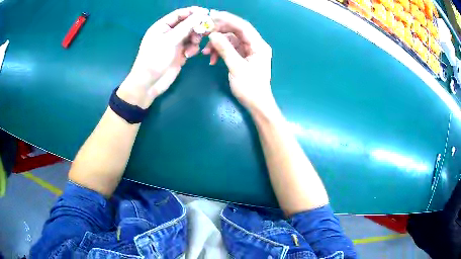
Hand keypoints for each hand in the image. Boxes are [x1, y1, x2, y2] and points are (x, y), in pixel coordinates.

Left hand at [117, 7, 208, 108]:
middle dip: (196, 28)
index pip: (180, 14)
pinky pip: (191, 46)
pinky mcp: (180, 53)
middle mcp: (169, 32)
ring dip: (195, 40)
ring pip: (192, 35)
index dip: (193, 12)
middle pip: (188, 24)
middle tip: (204, 31)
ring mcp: (175, 43)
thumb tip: (202, 14)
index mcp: (163, 26)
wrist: (150, 83)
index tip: (207, 13)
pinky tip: (188, 55)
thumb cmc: (155, 58)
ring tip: (192, 47)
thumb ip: (187, 26)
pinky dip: (192, 49)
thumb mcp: (170, 40)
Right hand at [203, 10, 274, 114]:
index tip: (212, 16)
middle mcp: (255, 45)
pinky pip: (230, 49)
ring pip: (231, 40)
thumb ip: (225, 49)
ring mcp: (249, 51)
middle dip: (219, 31)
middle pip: (236, 31)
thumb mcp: (236, 67)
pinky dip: (220, 52)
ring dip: (217, 44)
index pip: (243, 26)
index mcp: (258, 45)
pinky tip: (212, 59)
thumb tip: (212, 34)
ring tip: (205, 52)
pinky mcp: (243, 57)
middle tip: (204, 32)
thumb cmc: (250, 88)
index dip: (228, 19)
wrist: (257, 104)